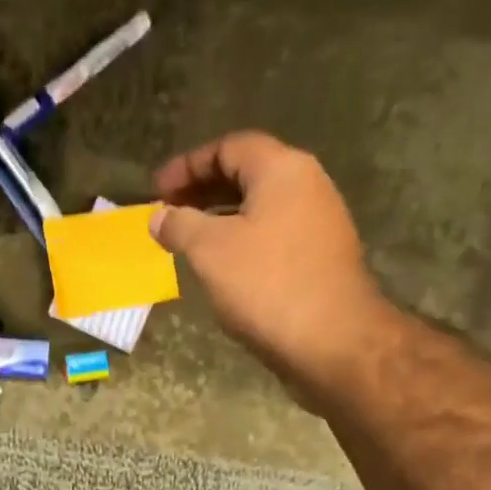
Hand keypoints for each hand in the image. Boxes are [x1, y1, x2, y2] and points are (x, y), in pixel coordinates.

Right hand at [152, 132, 395, 397]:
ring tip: (188, 241)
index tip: (157, 191)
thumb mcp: (210, 250)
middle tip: (169, 213)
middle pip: (247, 173)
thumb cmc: (267, 285)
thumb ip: (179, 225)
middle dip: (203, 190)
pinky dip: (242, 241)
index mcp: (282, 170)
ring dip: (221, 218)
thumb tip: (159, 216)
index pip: (229, 147)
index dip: (187, 165)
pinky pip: (273, 235)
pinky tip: (222, 268)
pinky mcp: (322, 259)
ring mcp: (320, 224)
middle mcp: (308, 186)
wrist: (333, 341)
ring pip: (260, 207)